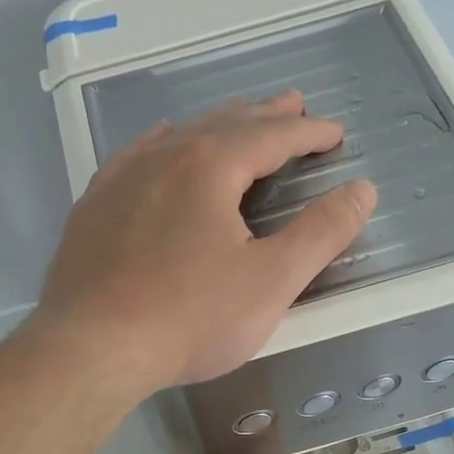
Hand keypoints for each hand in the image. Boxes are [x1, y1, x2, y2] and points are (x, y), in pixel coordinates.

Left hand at [31, 92, 376, 390]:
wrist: (91, 348)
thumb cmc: (189, 318)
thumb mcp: (271, 281)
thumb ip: (320, 233)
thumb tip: (362, 190)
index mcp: (209, 166)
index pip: (271, 137)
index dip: (308, 133)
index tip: (334, 133)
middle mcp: (162, 157)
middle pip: (224, 125)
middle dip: (263, 116)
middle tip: (292, 105)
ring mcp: (120, 179)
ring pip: (178, 137)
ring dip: (216, 126)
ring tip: (237, 120)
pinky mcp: (93, 207)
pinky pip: (135, 157)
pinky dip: (163, 144)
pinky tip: (161, 143)